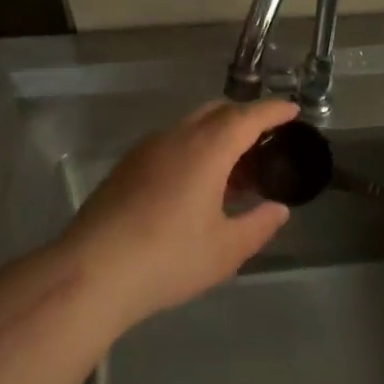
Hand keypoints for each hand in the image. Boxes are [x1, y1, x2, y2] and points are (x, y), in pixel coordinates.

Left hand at [63, 99, 298, 329]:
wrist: (91, 272)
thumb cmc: (168, 258)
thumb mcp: (225, 250)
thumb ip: (258, 225)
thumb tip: (278, 210)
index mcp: (207, 148)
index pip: (248, 116)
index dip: (273, 111)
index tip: (292, 110)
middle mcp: (176, 137)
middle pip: (217, 111)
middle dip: (245, 118)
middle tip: (265, 141)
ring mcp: (146, 149)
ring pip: (191, 126)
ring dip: (217, 135)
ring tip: (233, 170)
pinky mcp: (126, 166)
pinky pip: (171, 142)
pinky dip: (193, 148)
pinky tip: (196, 184)